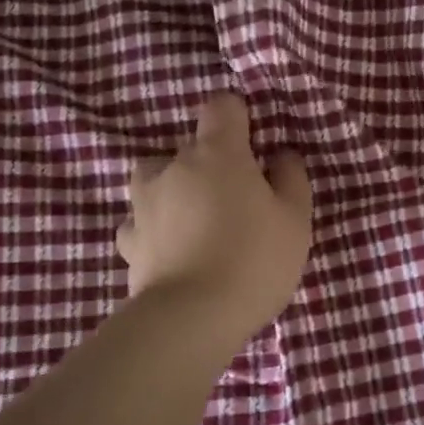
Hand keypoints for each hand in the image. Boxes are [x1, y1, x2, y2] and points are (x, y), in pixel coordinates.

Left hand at [117, 92, 312, 336]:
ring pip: (156, 179)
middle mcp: (173, 167)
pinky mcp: (128, 242)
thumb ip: (290, 177)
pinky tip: (171, 249)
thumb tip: (279, 155)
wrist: (191, 318)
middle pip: (190, 147)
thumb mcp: (295, 219)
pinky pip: (141, 222)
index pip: (221, 107)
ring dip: (174, 189)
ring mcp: (144, 204)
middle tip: (237, 200)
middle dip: (211, 163)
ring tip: (196, 221)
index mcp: (217, 154)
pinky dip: (155, 228)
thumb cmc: (254, 259)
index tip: (253, 144)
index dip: (238, 118)